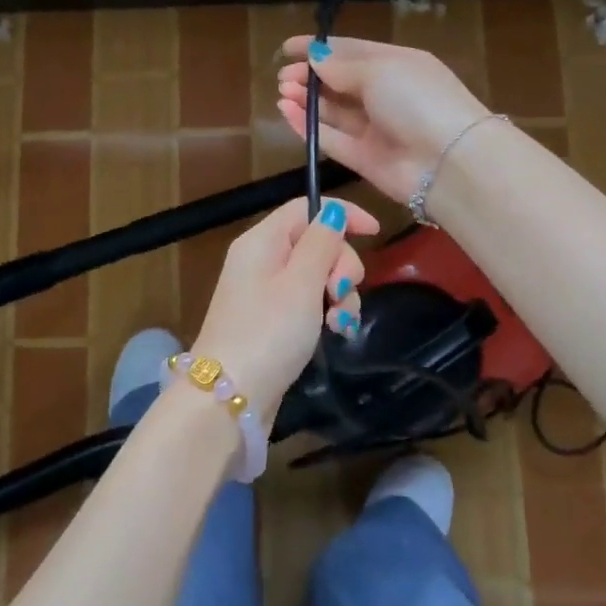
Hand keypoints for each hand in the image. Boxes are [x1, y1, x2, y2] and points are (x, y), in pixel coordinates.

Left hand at [194, 196, 379, 425]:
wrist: (229, 397)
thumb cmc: (268, 332)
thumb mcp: (301, 283)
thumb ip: (321, 243)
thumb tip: (333, 211)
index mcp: (262, 240)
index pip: (306, 207)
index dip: (342, 215)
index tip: (376, 233)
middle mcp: (261, 259)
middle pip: (316, 242)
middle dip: (341, 266)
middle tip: (340, 293)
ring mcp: (265, 291)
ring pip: (317, 275)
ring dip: (339, 295)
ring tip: (340, 323)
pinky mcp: (272, 320)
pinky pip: (308, 302)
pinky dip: (326, 312)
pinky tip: (337, 332)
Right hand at [276, 36, 491, 205]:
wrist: (449, 163)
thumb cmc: (417, 100)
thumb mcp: (380, 70)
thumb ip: (341, 65)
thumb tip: (315, 56)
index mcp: (397, 64)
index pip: (352, 50)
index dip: (320, 47)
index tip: (287, 47)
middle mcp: (386, 94)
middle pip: (340, 81)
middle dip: (310, 75)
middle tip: (283, 76)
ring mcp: (375, 128)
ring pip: (333, 110)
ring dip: (307, 99)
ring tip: (282, 91)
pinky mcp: (364, 158)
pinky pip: (331, 139)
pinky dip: (308, 126)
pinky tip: (287, 112)